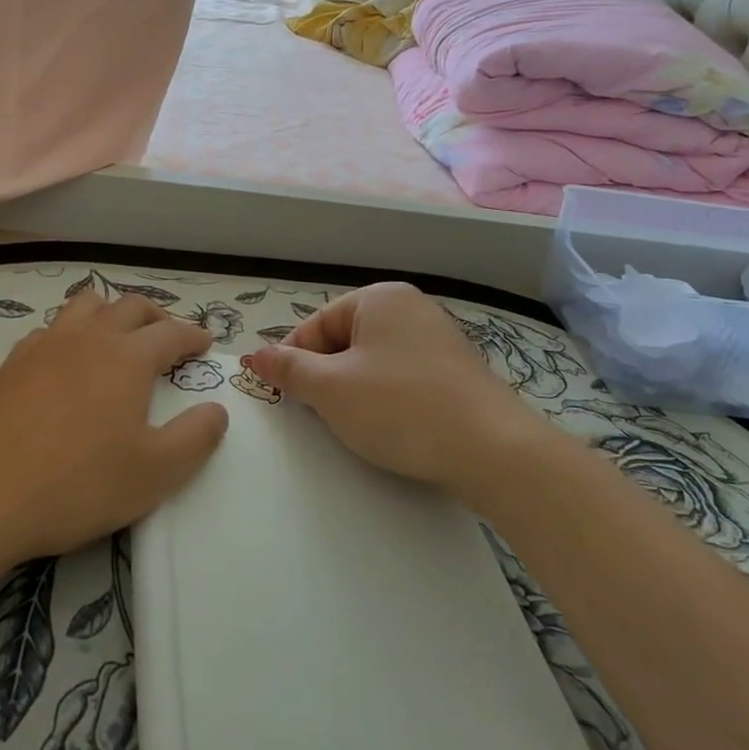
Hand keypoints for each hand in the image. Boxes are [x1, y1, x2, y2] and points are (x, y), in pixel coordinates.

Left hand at [0, 290, 228, 562]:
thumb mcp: (153, 473)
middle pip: (129, 306)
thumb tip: (217, 410)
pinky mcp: (12, 361)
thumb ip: (194, 439)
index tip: (205, 342)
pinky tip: (66, 361)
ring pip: (86, 305)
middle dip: (156, 316)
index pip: (171, 332)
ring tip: (118, 335)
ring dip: (110, 312)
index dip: (192, 335)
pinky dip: (72, 332)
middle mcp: (88, 337)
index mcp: (127, 357)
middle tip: (169, 335)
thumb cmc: (76, 483)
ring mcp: (45, 344)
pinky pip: (52, 328)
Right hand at [240, 282, 542, 491]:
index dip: (295, 359)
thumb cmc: (400, 407)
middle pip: (346, 341)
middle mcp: (411, 308)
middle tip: (320, 414)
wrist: (493, 450)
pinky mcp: (458, 374)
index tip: (285, 394)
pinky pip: (406, 378)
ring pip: (375, 362)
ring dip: (355, 391)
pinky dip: (389, 400)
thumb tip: (255, 355)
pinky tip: (392, 428)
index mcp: (380, 299)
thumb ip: (288, 369)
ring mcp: (440, 340)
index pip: (318, 323)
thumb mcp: (331, 389)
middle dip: (327, 376)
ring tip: (356, 424)